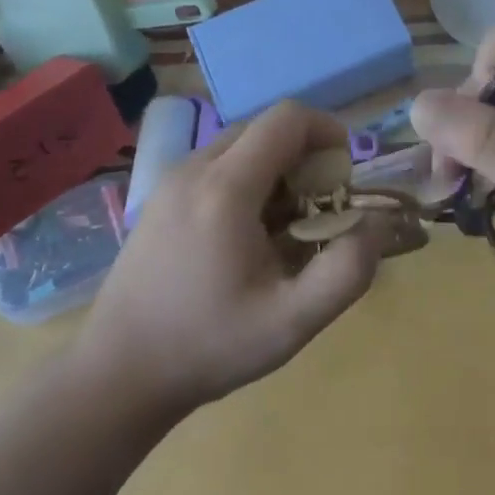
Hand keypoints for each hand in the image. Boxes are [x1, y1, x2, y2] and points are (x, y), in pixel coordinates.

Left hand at [73, 103, 379, 413]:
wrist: (116, 376)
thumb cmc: (208, 346)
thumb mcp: (292, 322)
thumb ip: (347, 270)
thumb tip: (378, 223)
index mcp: (226, 187)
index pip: (287, 118)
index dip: (328, 131)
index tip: (345, 176)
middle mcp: (195, 169)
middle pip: (265, 127)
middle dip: (305, 154)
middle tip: (320, 206)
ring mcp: (171, 181)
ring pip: (240, 144)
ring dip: (277, 167)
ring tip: (286, 224)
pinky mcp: (160, 198)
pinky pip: (217, 165)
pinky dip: (247, 179)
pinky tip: (246, 234)